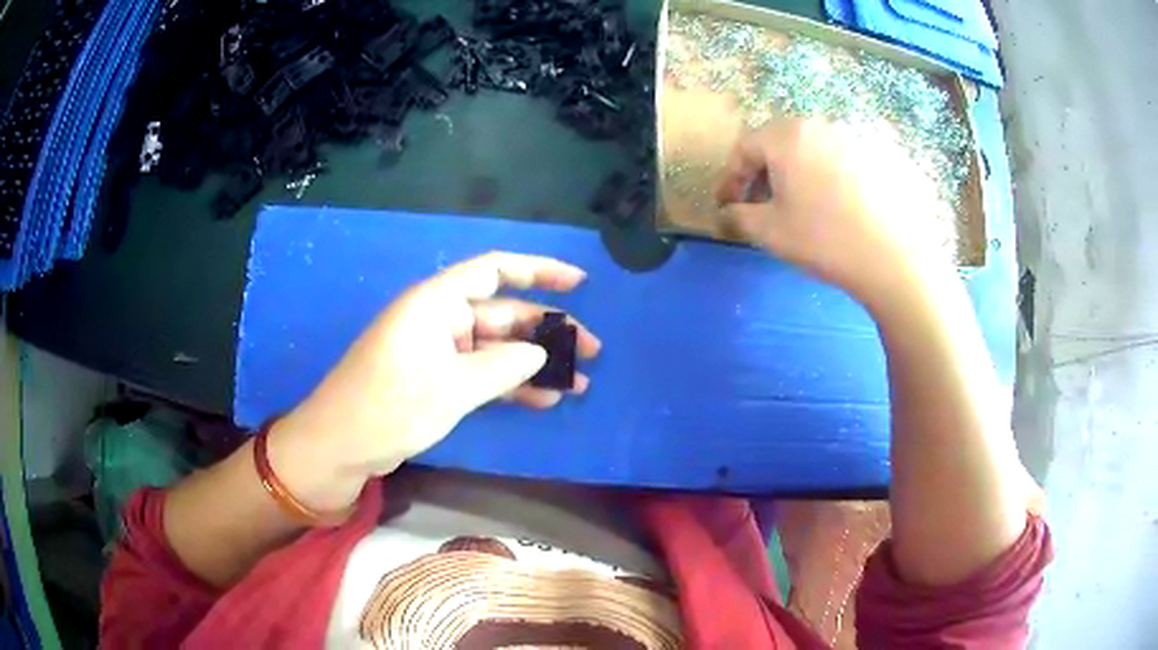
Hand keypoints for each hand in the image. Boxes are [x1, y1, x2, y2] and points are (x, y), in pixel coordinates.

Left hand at [268, 252, 600, 511]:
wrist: (340, 445)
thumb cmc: (390, 405)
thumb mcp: (451, 387)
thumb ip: (502, 367)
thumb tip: (541, 354)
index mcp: (436, 303)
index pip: (494, 271)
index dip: (538, 271)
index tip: (578, 283)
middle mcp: (439, 320)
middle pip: (503, 314)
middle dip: (546, 331)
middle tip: (592, 351)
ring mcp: (438, 352)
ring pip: (497, 348)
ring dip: (535, 364)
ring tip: (578, 383)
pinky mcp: (436, 381)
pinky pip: (482, 374)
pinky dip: (511, 385)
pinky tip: (544, 400)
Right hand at [715, 119, 952, 309]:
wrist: (895, 259)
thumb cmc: (824, 240)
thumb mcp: (769, 232)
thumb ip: (737, 216)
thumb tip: (724, 213)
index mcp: (787, 135)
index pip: (745, 148)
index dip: (731, 178)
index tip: (727, 206)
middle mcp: (819, 125)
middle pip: (779, 143)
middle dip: (764, 173)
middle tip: (762, 205)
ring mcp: (853, 137)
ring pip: (812, 149)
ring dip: (796, 173)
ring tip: (800, 206)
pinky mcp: (879, 155)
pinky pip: (841, 160)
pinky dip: (828, 177)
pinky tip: (837, 206)